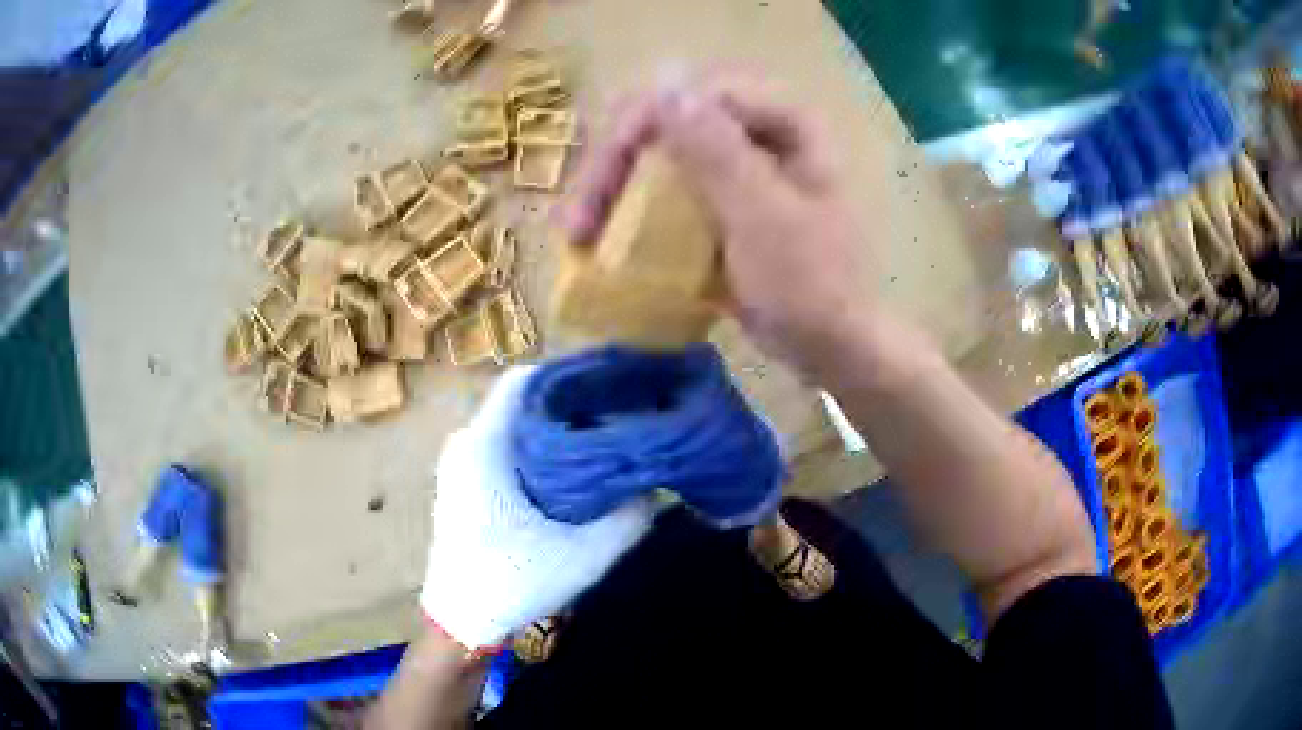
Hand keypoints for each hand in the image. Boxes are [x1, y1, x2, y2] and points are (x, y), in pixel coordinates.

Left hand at [420, 367, 654, 651]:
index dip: (570, 373)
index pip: (524, 380)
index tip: (613, 382)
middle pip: (523, 400)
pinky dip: (537, 447)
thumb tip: (657, 484)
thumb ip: (629, 519)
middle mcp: (467, 443)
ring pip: (514, 424)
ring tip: (603, 436)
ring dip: (555, 426)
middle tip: (619, 412)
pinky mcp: (464, 481)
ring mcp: (461, 462)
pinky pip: (503, 445)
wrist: (459, 621)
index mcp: (484, 446)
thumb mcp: (582, 556)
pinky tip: (571, 468)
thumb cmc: (511, 582)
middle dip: (571, 401)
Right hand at [559, 74, 872, 375]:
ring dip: (616, 188)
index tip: (602, 182)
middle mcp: (759, 132)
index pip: (693, 97)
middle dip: (615, 165)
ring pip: (661, 154)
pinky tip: (602, 235)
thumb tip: (664, 86)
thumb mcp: (763, 217)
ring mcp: (740, 166)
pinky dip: (634, 209)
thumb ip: (717, 151)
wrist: (836, 348)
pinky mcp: (725, 199)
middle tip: (578, 220)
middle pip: (668, 122)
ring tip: (578, 232)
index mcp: (783, 123)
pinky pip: (668, 187)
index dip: (637, 129)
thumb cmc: (811, 286)